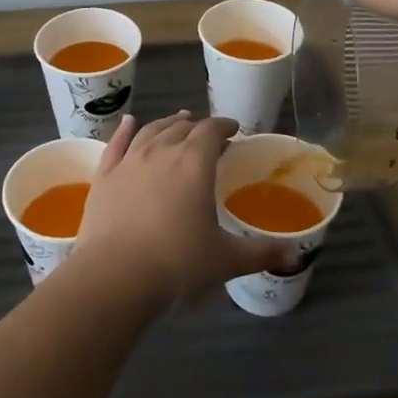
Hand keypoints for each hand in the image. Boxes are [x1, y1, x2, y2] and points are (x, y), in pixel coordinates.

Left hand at [75, 113, 291, 308]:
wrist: (115, 276)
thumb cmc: (177, 264)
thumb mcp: (225, 260)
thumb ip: (260, 253)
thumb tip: (294, 255)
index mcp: (194, 163)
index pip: (211, 130)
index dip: (224, 125)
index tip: (233, 129)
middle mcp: (161, 151)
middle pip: (181, 128)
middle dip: (197, 126)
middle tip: (207, 133)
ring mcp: (129, 161)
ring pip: (150, 131)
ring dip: (166, 124)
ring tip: (176, 122)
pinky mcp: (104, 176)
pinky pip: (116, 144)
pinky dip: (124, 130)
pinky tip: (129, 123)